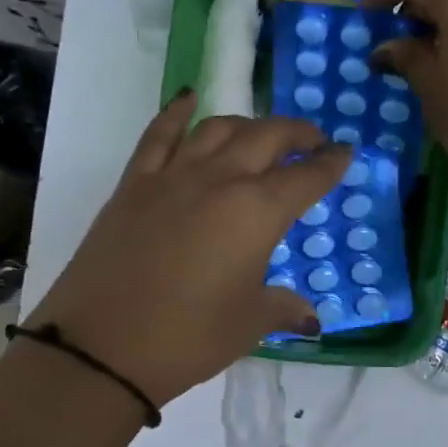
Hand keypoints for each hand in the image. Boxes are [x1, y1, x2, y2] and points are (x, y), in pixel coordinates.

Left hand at [27, 91, 350, 405]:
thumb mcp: (247, 325)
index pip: (305, 178)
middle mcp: (219, 181)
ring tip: (261, 134)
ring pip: (218, 128)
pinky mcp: (133, 184)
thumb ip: (282, 308)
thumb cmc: (187, 337)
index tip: (346, 154)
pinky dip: (177, 112)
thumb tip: (309, 316)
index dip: (330, 165)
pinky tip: (189, 100)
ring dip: (248, 124)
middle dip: (297, 134)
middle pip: (266, 138)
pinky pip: (159, 134)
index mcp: (257, 213)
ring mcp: (172, 176)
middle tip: (313, 141)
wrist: (101, 346)